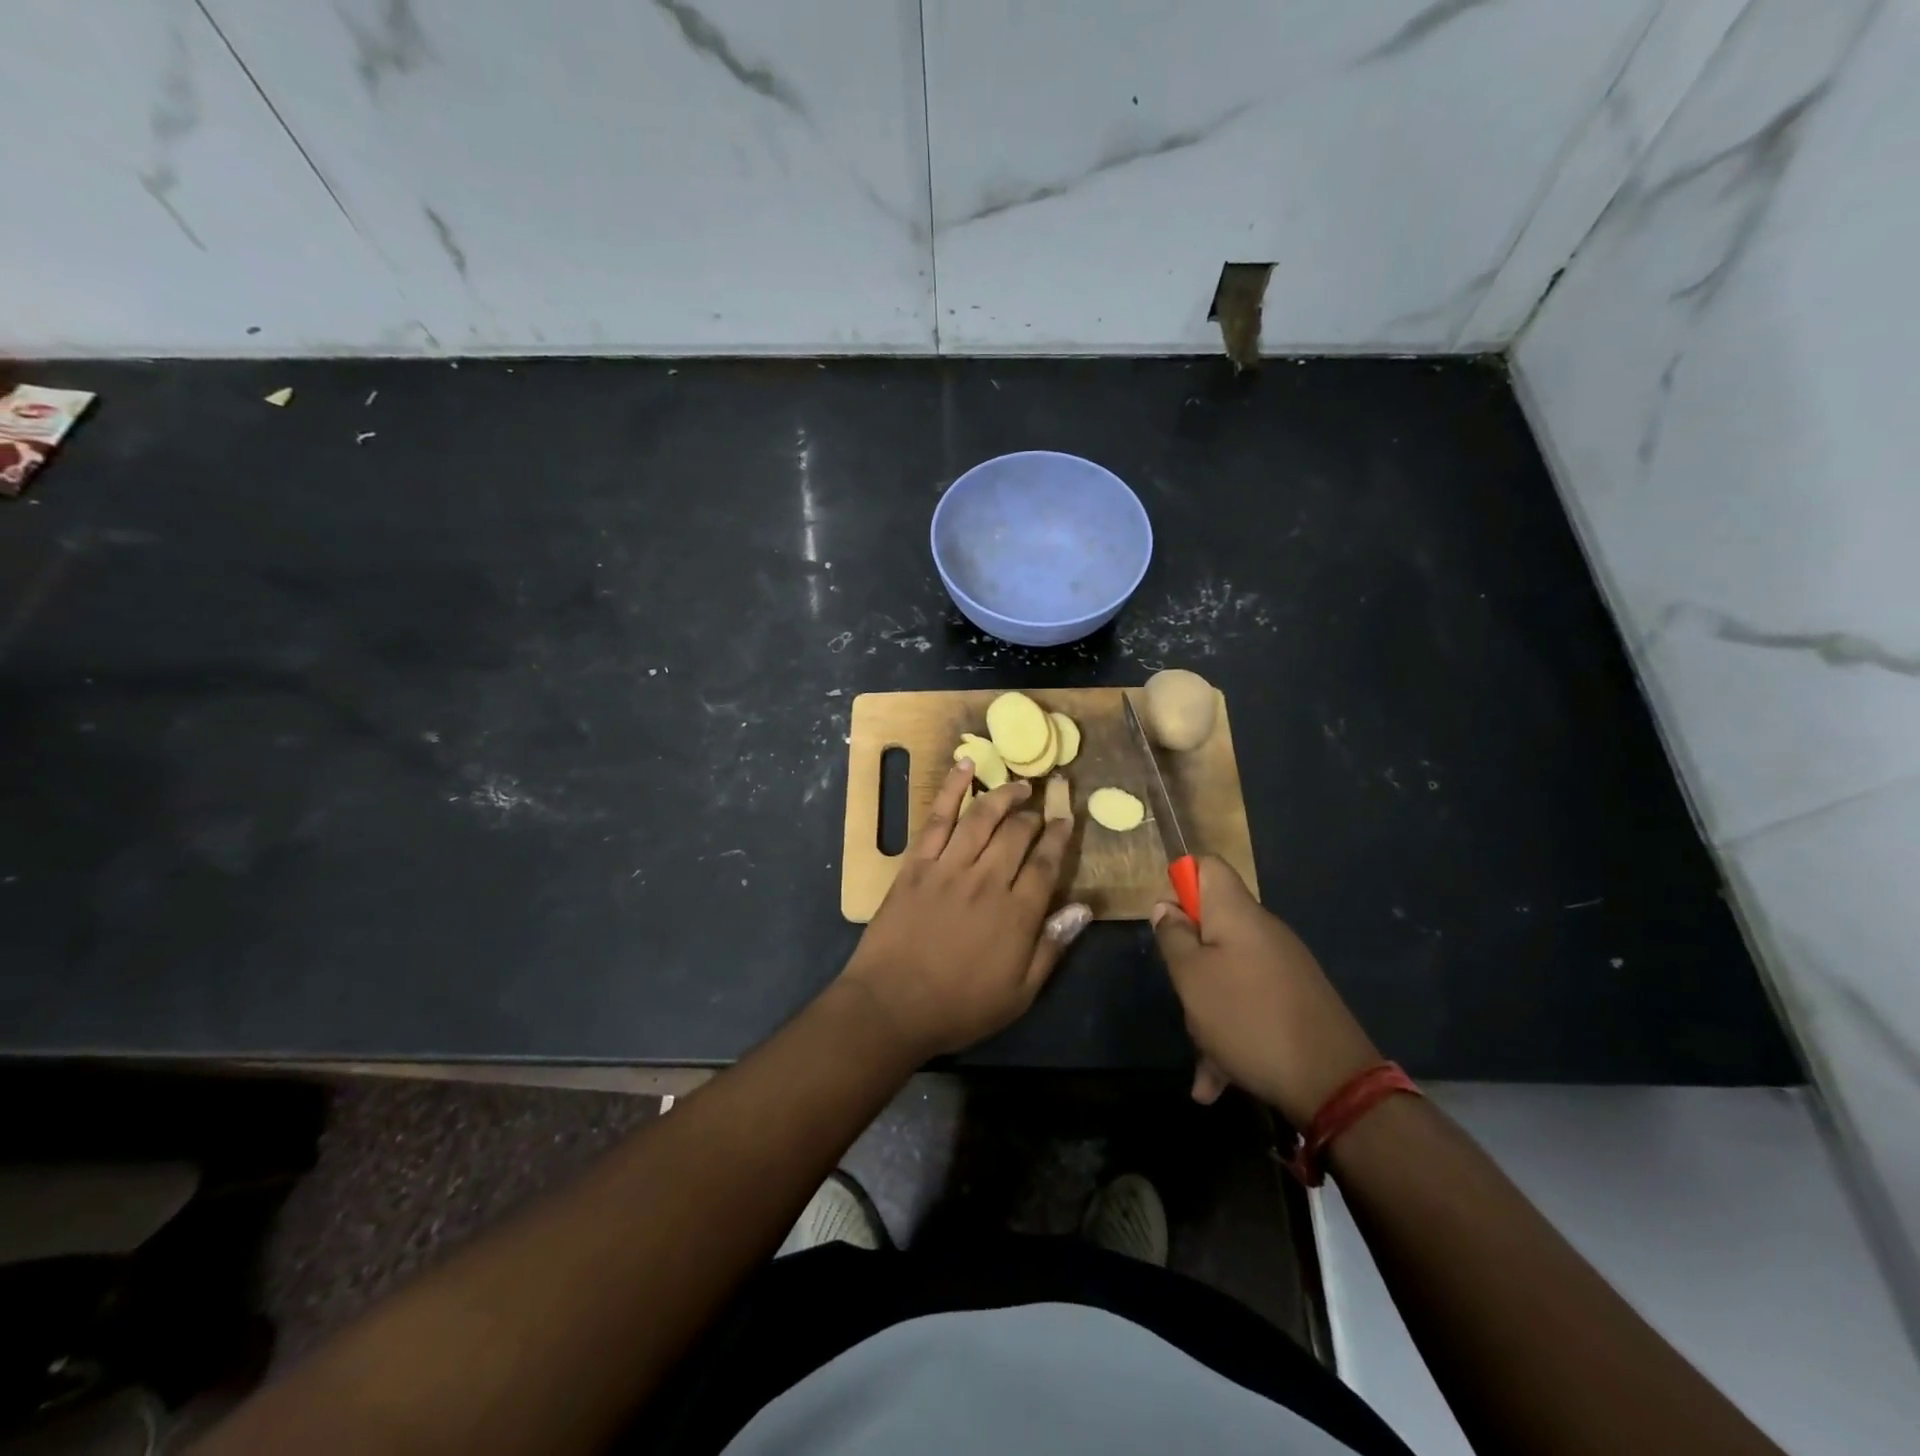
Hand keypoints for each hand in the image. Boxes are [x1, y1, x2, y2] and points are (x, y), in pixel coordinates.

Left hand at [841, 761, 1090, 1060]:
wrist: (891, 1005)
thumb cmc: (959, 1006)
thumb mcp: (1019, 993)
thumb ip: (1052, 947)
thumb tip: (1084, 907)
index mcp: (1016, 914)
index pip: (1046, 863)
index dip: (1059, 838)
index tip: (1066, 820)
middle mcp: (986, 881)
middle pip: (1017, 834)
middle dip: (1033, 816)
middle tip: (1040, 808)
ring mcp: (948, 867)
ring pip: (982, 817)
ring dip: (1004, 795)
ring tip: (1018, 785)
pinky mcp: (916, 863)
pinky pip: (937, 818)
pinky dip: (952, 788)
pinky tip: (966, 766)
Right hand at [1152, 856, 1380, 1126]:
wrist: (1334, 1083)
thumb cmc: (1247, 1017)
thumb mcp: (1191, 977)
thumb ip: (1173, 937)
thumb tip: (1167, 907)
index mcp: (1236, 913)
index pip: (1207, 866)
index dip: (1180, 883)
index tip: (1168, 925)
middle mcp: (1262, 931)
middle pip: (1212, 924)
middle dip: (1188, 959)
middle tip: (1182, 993)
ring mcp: (1282, 967)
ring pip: (1227, 972)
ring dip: (1206, 1009)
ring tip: (1203, 1056)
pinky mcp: (1294, 1001)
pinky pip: (1249, 1004)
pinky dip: (1229, 1032)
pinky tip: (1217, 1080)